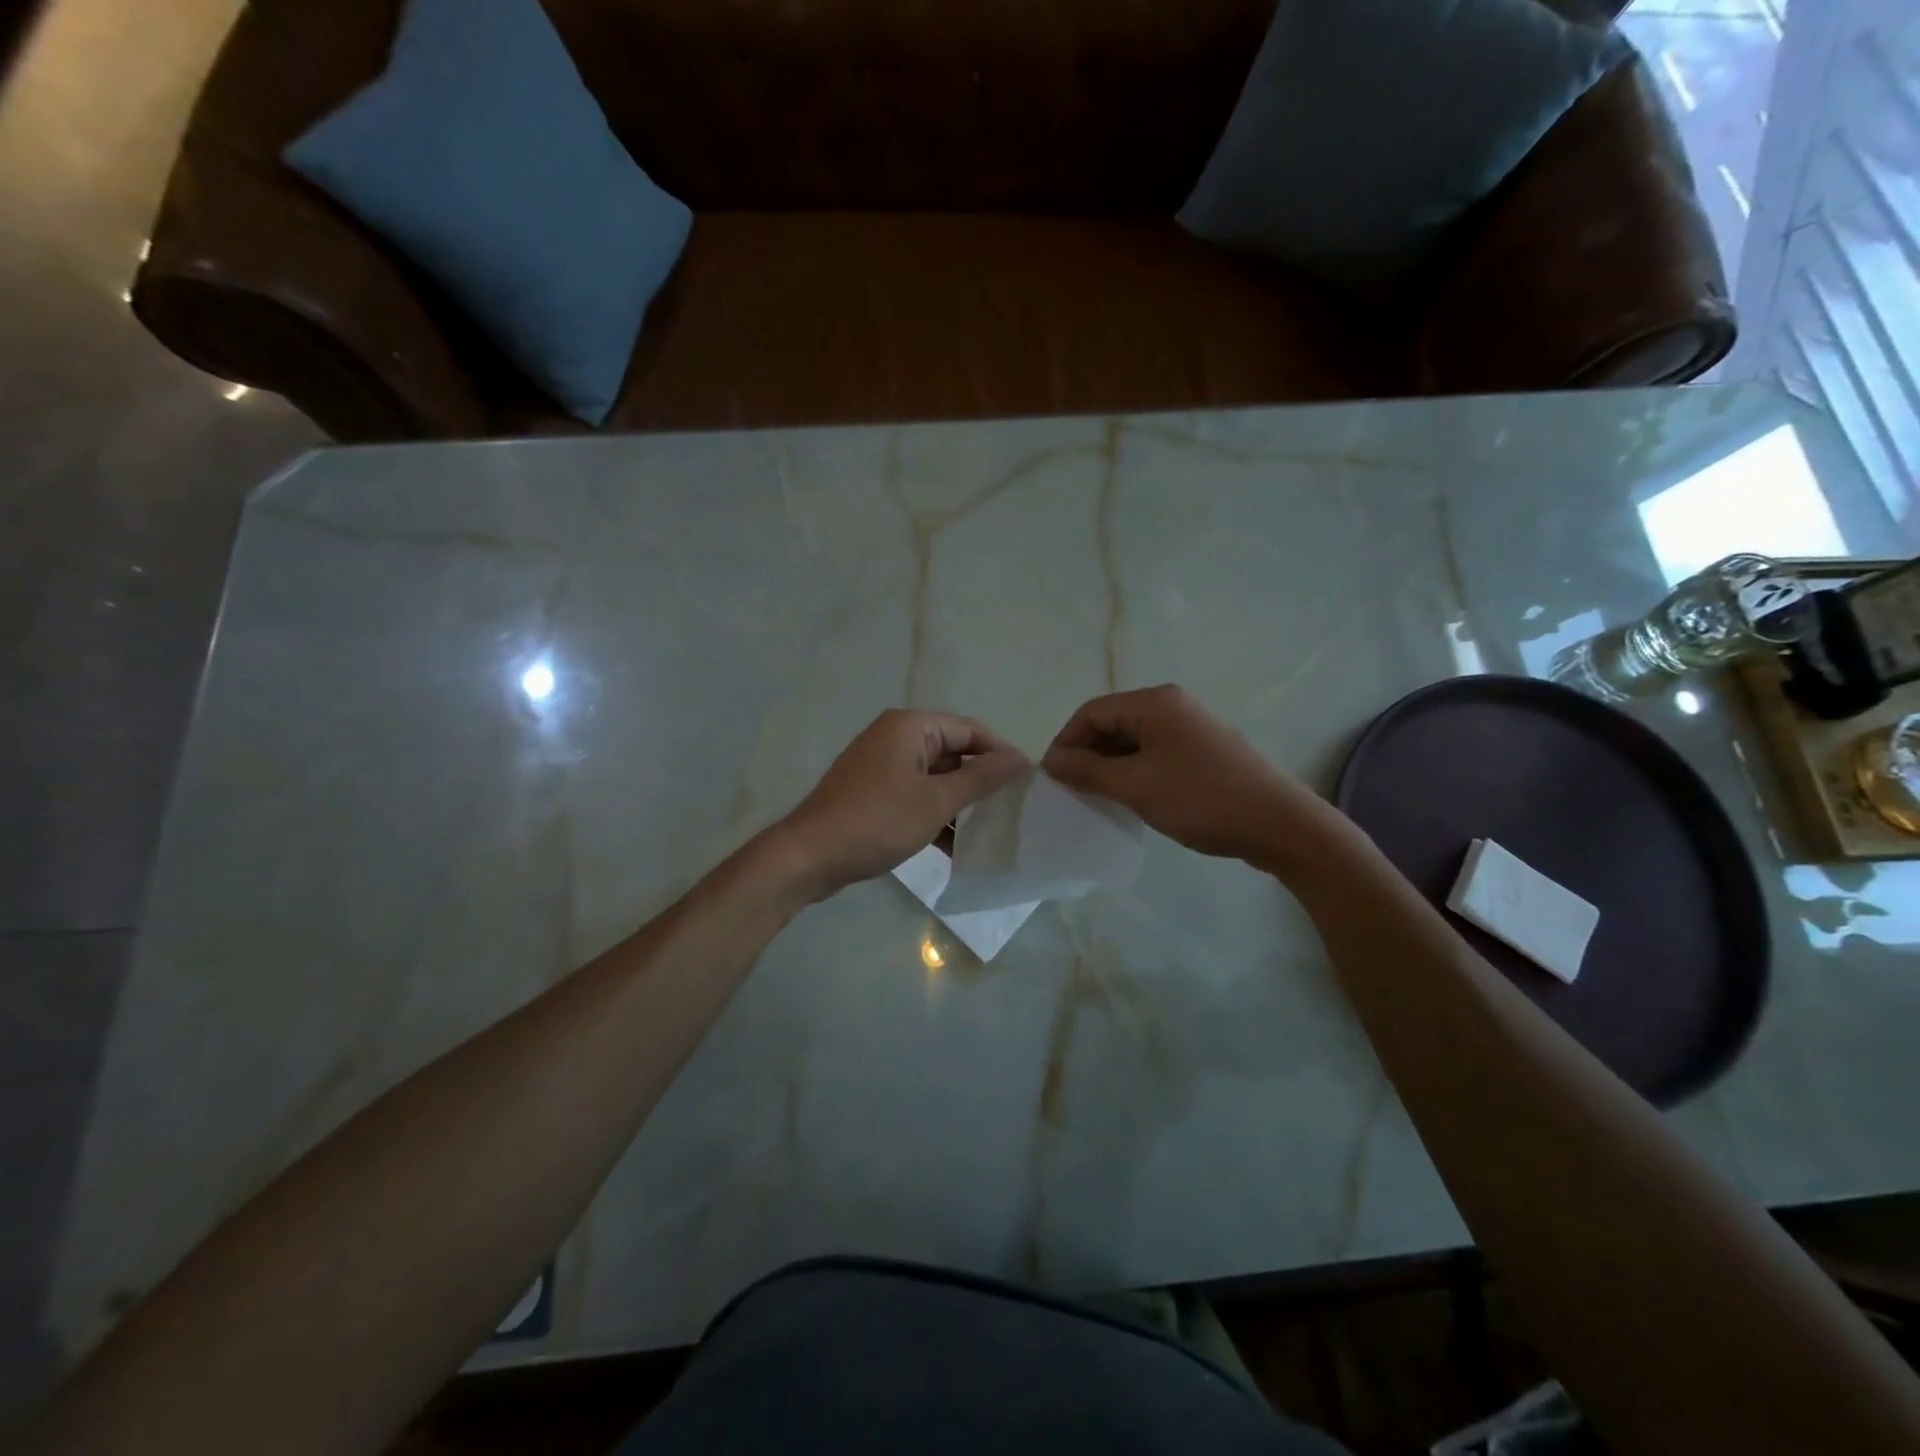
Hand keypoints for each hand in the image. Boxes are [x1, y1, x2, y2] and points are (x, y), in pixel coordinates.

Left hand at [775, 710, 1027, 898]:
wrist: (809, 856)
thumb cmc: (878, 821)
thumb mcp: (937, 801)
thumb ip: (981, 778)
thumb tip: (1020, 759)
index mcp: (910, 727)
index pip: (970, 730)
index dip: (1001, 754)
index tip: (1027, 784)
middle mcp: (894, 737)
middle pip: (952, 752)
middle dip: (980, 781)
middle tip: (1011, 810)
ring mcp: (880, 765)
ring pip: (934, 777)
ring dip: (958, 803)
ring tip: (988, 831)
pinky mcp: (871, 792)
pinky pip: (914, 794)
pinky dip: (934, 814)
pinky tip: (953, 846)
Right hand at [1041, 685, 1354, 876]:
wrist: (1278, 824)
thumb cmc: (1201, 800)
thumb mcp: (1136, 786)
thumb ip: (1088, 770)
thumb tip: (1051, 761)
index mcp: (1155, 702)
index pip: (1092, 711)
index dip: (1066, 741)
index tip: (1052, 778)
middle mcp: (1171, 705)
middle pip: (1112, 721)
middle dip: (1087, 753)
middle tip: (1071, 790)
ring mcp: (1190, 726)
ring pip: (1133, 739)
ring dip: (1109, 764)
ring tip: (1096, 796)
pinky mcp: (1202, 749)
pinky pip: (1154, 752)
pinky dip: (1134, 770)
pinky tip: (1129, 796)